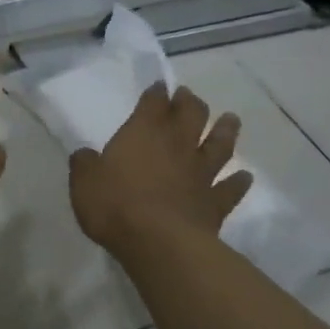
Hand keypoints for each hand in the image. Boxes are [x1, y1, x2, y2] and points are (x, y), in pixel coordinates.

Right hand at [69, 83, 252, 256]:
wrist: (159, 243)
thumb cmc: (115, 205)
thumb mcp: (84, 182)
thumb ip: (85, 164)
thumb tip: (86, 155)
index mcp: (143, 133)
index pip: (153, 103)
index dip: (156, 93)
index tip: (159, 85)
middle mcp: (176, 145)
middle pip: (191, 115)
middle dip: (190, 103)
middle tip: (188, 96)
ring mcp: (200, 173)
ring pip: (219, 145)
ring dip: (225, 130)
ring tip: (230, 119)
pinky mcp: (215, 203)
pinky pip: (231, 189)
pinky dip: (239, 182)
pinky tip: (245, 177)